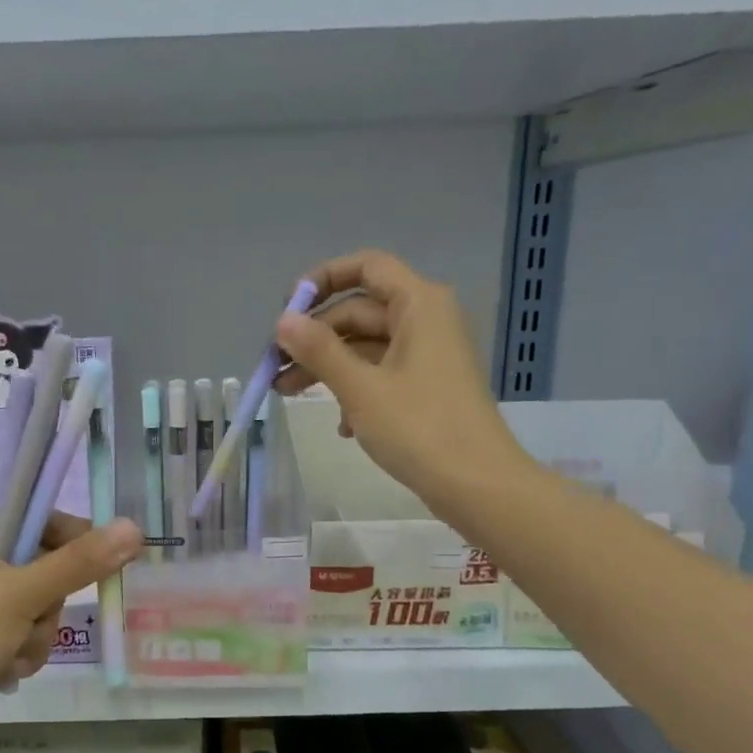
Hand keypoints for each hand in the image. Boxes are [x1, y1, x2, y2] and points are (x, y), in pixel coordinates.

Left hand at [0, 511, 143, 752]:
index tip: (104, 562)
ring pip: (33, 606)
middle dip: (44, 605)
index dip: (71, 541)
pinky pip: (17, 633)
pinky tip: (4, 672)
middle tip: (32, 621)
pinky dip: (20, 652)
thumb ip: (80, 562)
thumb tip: (133, 528)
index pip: (35, 519)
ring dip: (35, 635)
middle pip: (39, 568)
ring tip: (13, 656)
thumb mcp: (22, 593)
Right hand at [275, 250, 531, 511]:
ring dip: (326, 367)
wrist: (477, 485)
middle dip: (314, 337)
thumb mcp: (360, 388)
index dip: (323, 279)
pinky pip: (380, 373)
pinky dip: (354, 390)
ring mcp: (427, 355)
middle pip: (359, 311)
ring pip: (365, 346)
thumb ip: (319, 350)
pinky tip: (340, 425)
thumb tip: (283, 321)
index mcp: (418, 305)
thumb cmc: (419, 428)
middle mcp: (426, 320)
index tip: (287, 311)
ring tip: (285, 394)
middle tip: (274, 366)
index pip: (366, 267)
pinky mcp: (426, 387)